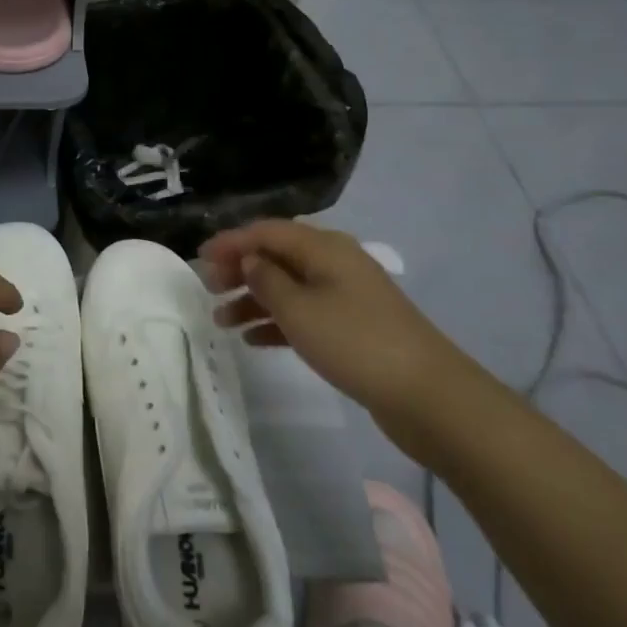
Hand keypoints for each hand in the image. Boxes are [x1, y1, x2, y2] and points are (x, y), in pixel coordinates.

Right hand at [201, 219, 477, 433]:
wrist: (428, 395)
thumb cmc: (355, 342)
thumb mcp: (299, 309)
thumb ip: (266, 280)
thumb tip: (250, 260)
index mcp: (323, 247)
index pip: (267, 231)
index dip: (231, 242)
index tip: (199, 259)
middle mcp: (334, 263)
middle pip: (277, 256)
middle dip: (240, 269)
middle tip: (209, 289)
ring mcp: (346, 295)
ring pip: (288, 287)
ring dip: (254, 300)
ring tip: (221, 322)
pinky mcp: (352, 327)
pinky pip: (304, 314)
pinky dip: (277, 322)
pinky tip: (253, 340)